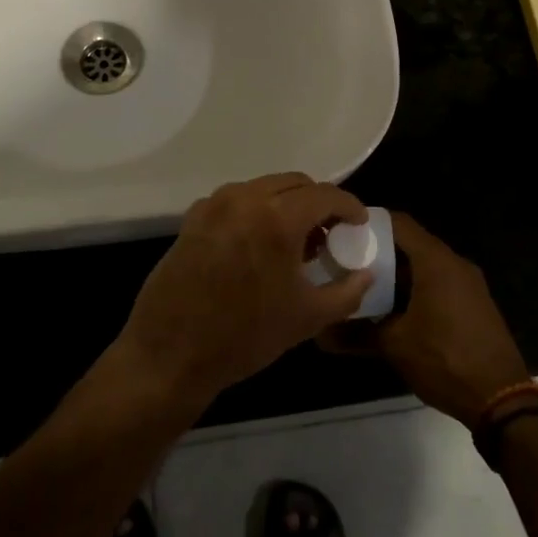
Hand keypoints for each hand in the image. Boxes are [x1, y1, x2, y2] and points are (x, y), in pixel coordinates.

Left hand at [116, 174, 373, 409]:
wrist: (170, 353)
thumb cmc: (245, 336)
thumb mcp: (307, 319)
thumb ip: (347, 291)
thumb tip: (366, 273)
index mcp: (277, 218)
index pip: (325, 195)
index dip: (348, 206)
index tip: (358, 223)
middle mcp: (245, 199)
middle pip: (294, 183)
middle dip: (318, 202)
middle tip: (329, 232)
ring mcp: (214, 205)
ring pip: (264, 188)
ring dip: (286, 204)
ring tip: (295, 240)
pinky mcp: (192, 218)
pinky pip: (236, 201)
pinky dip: (256, 211)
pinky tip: (259, 245)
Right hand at [324, 212, 528, 425]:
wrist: (500, 399)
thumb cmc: (444, 360)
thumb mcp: (395, 345)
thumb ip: (356, 332)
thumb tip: (321, 333)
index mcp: (436, 261)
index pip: (398, 223)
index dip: (369, 224)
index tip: (342, 233)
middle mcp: (454, 264)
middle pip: (411, 244)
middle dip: (379, 252)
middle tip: (346, 262)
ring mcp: (468, 284)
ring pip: (424, 265)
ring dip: (396, 274)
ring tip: (363, 286)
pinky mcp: (474, 304)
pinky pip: (439, 283)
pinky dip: (415, 288)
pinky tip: (392, 309)